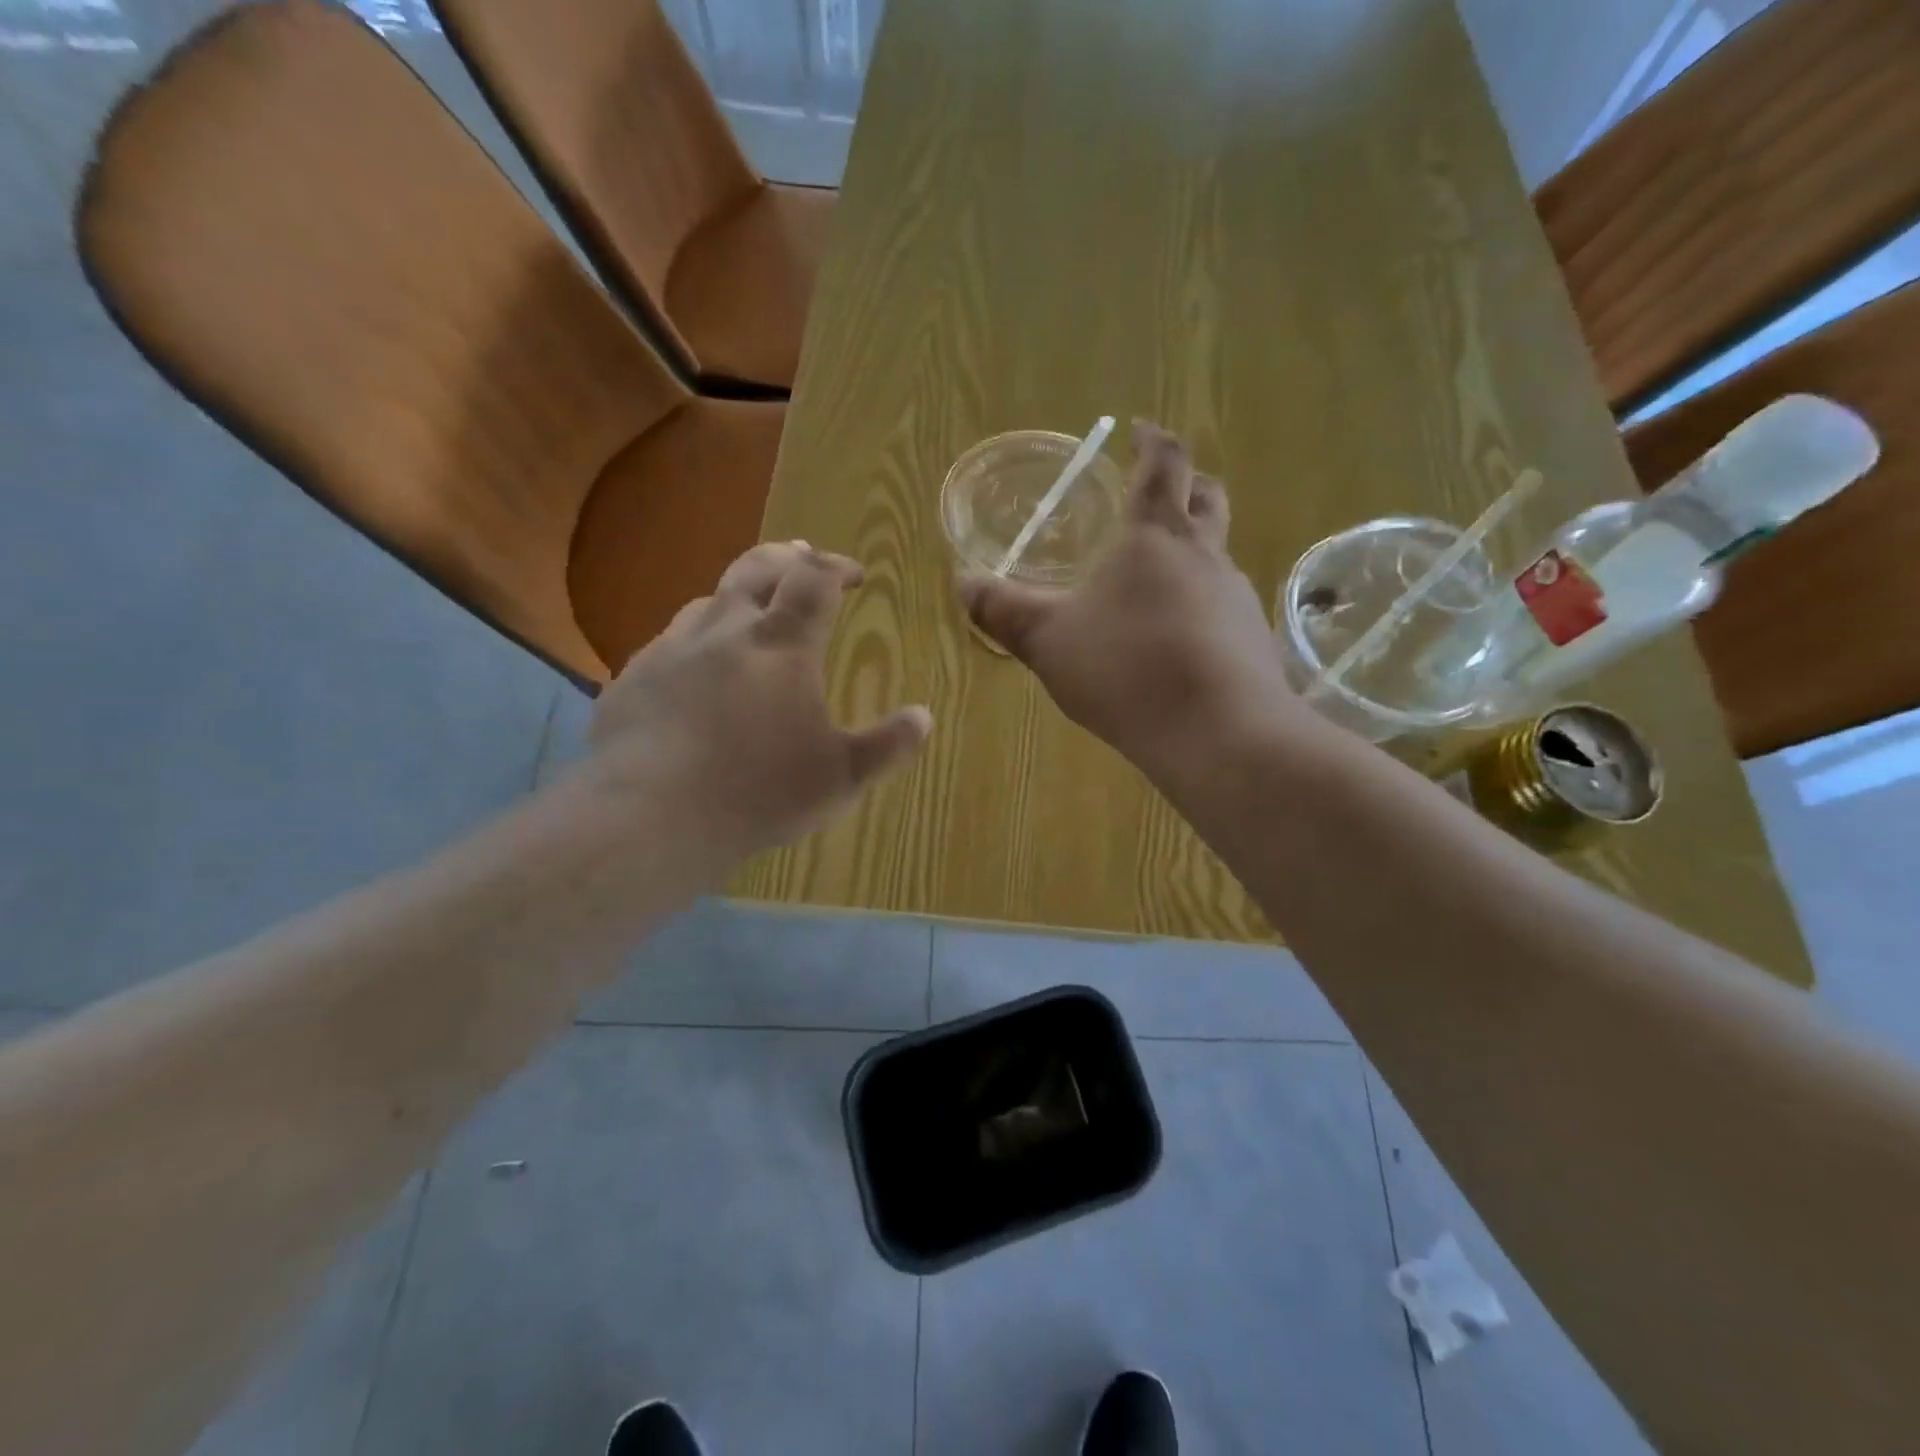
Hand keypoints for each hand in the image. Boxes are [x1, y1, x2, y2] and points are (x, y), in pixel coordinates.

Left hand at [591, 541, 932, 853]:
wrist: (648, 817)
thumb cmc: (758, 792)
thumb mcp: (841, 777)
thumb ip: (888, 745)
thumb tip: (924, 717)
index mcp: (781, 644)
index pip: (814, 579)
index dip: (837, 566)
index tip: (854, 574)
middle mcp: (725, 630)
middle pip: (756, 567)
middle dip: (786, 557)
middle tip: (802, 557)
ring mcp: (671, 650)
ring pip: (708, 601)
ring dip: (738, 597)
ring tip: (751, 613)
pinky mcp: (632, 679)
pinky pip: (670, 643)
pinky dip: (696, 642)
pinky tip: (695, 674)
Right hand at [960, 421, 1299, 779]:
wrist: (1217, 732)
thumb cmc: (1126, 669)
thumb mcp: (1048, 640)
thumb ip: (1003, 610)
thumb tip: (963, 582)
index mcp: (1155, 537)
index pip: (1163, 465)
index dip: (1152, 441)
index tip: (1140, 430)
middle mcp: (1205, 555)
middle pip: (1207, 498)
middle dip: (1184, 485)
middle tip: (1159, 490)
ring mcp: (1235, 597)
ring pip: (1218, 554)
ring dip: (1194, 549)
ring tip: (1158, 576)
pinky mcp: (1252, 639)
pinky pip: (1224, 604)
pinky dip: (1202, 602)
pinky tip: (1179, 637)